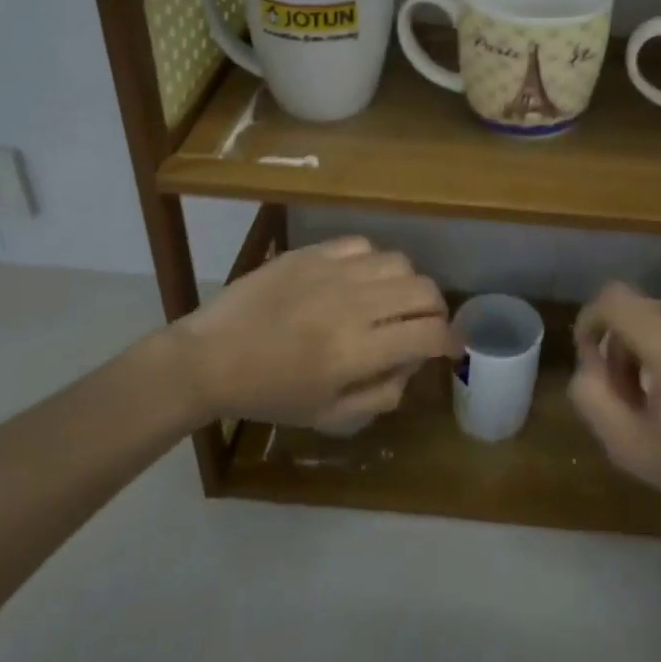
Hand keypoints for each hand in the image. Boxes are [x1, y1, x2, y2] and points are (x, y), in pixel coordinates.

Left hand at [171, 237, 455, 428]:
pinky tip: (360, 280)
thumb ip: (381, 395)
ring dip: (407, 284)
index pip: (428, 334)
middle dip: (436, 310)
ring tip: (392, 299)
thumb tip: (412, 366)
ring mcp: (332, 273)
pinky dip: (373, 263)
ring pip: (399, 262)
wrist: (210, 358)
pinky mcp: (311, 253)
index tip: (450, 348)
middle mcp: (353, 305)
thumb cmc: (268, 395)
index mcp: (357, 352)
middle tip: (425, 324)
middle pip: (424, 290)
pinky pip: (362, 245)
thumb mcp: (328, 415)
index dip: (450, 342)